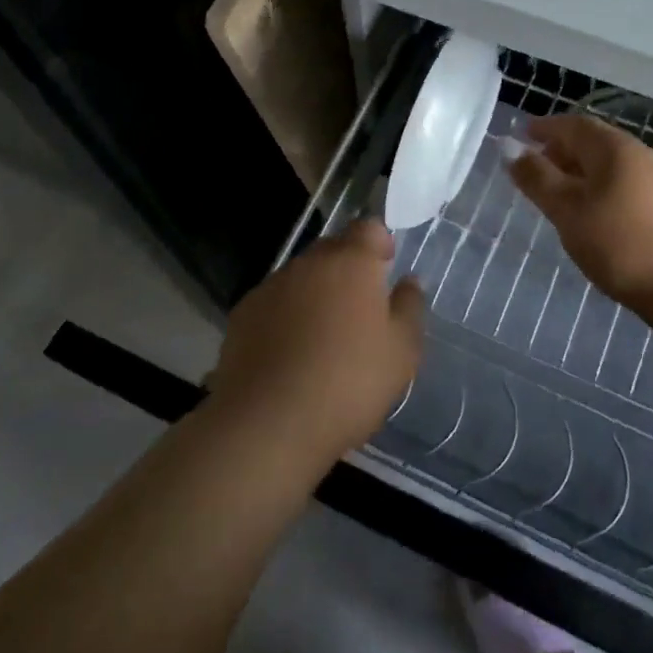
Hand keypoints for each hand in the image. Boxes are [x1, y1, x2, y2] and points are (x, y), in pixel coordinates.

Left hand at [208, 220, 424, 467]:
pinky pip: (274, 303)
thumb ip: (410, 307)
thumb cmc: (349, 383)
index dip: (380, 244)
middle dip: (347, 269)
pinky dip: (285, 317)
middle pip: (333, 249)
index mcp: (351, 262)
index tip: (385, 272)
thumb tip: (408, 281)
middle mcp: (308, 263)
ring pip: (301, 277)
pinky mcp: (242, 315)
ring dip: (315, 293)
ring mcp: (270, 287)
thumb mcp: (402, 352)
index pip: (368, 228)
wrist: (268, 424)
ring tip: (322, 338)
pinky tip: (289, 354)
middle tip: (359, 310)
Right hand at [510, 114, 652, 323]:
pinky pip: (630, 183)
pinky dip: (605, 187)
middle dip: (564, 148)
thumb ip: (537, 178)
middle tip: (538, 165)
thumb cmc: (621, 245)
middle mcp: (642, 154)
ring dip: (585, 170)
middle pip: (596, 141)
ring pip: (614, 164)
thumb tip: (510, 147)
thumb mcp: (568, 212)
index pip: (574, 124)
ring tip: (564, 192)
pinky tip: (600, 213)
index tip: (523, 134)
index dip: (546, 127)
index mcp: (615, 148)